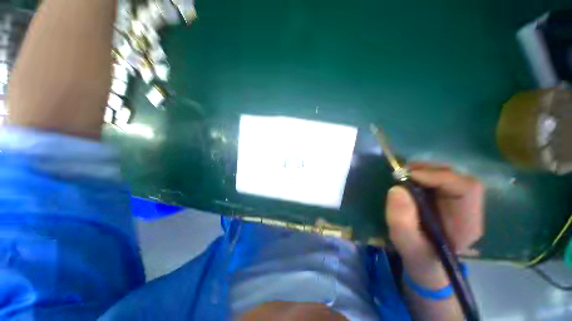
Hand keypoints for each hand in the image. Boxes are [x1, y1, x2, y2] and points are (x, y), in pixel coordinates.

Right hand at [385, 162, 484, 287]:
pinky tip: (408, 179)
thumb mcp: (407, 244)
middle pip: (458, 177)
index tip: (409, 176)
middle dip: (429, 170)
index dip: (440, 177)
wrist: (425, 262)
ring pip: (448, 175)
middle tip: (402, 172)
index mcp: (467, 223)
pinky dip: (422, 175)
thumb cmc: (419, 256)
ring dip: (424, 171)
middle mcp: (467, 208)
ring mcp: (457, 202)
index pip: (467, 189)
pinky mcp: (445, 198)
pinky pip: (438, 179)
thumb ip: (402, 222)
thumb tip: (396, 190)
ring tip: (403, 175)